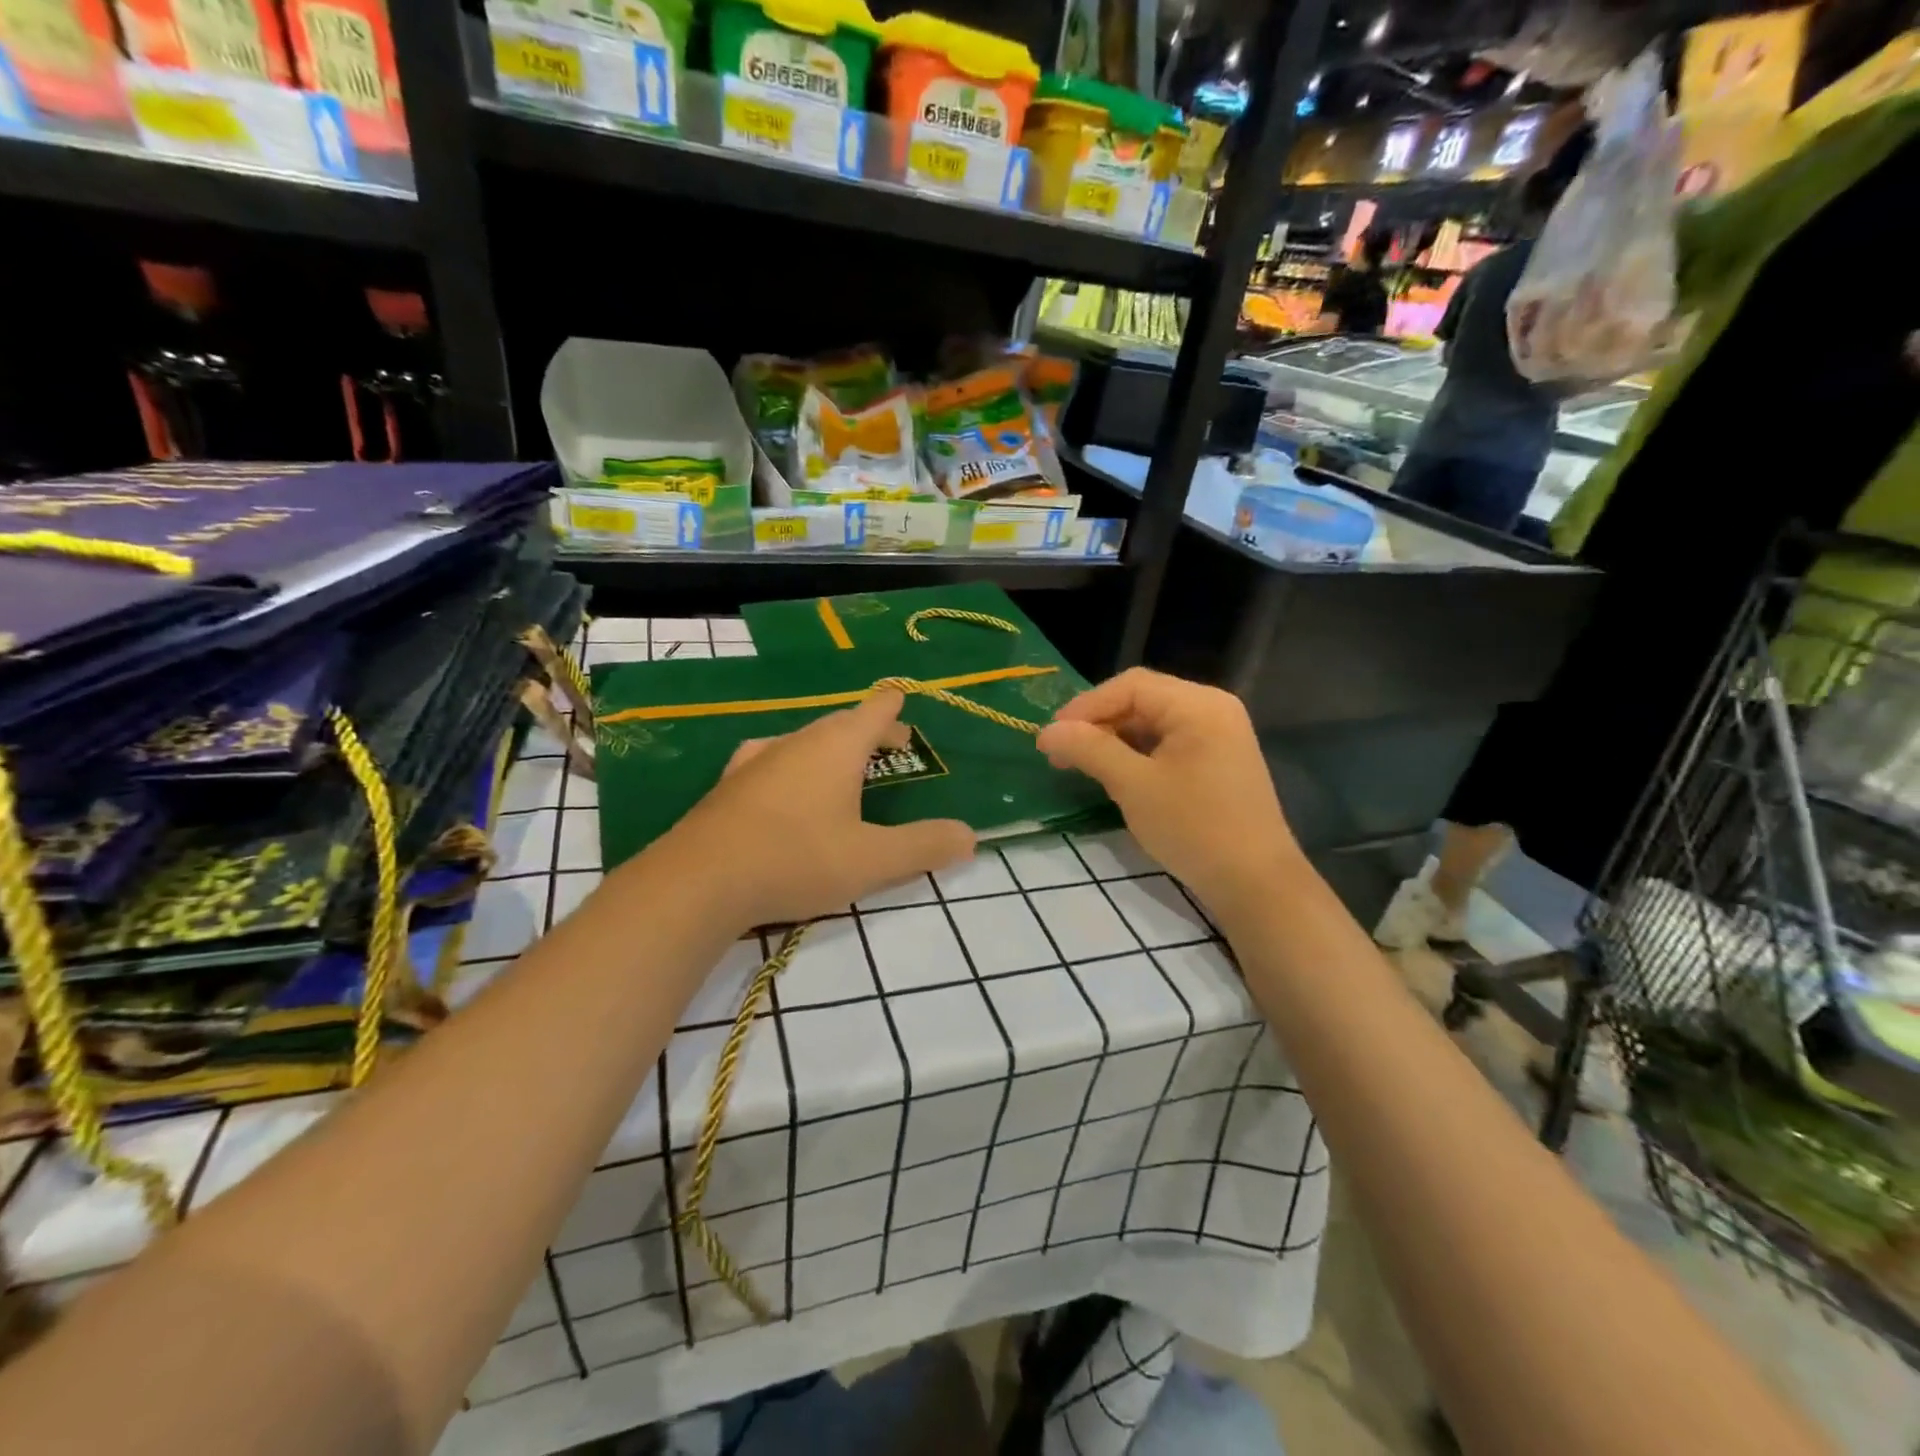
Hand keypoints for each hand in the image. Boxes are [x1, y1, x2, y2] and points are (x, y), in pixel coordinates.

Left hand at [663, 689, 975, 929]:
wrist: (698, 882)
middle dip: (869, 732)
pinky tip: (784, 784)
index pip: (874, 710)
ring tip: (844, 769)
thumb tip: (969, 835)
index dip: (894, 707)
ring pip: (805, 741)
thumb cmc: (796, 859)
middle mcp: (797, 741)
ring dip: (831, 749)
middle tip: (890, 749)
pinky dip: (794, 766)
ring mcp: (757, 760)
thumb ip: (923, 846)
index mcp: (837, 746)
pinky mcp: (730, 785)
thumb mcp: (872, 860)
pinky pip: (773, 761)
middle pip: (842, 723)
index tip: (904, 701)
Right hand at [1037, 669, 1299, 923]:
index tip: (1051, 736)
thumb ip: (1090, 750)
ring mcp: (1221, 734)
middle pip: (1143, 699)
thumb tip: (1047, 731)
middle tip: (1061, 752)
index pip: (1131, 686)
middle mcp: (1213, 708)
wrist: (1255, 883)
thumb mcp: (1134, 786)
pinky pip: (1170, 741)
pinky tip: (1116, 772)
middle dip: (1098, 722)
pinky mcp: (1219, 760)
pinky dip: (1138, 752)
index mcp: (1198, 705)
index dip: (1086, 706)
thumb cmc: (1193, 827)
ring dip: (1115, 738)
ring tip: (1081, 763)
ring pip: (1154, 721)